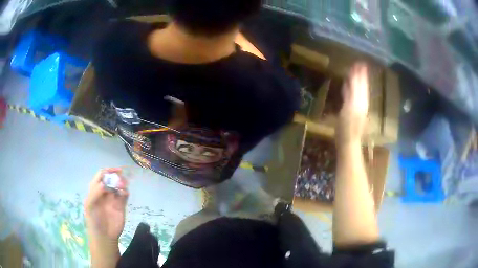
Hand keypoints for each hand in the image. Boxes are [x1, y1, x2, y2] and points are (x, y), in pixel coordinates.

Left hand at [84, 168, 128, 241]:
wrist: (104, 236)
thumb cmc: (93, 220)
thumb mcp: (89, 206)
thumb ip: (94, 193)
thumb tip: (104, 184)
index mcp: (95, 189)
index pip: (101, 175)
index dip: (108, 171)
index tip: (115, 170)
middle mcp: (104, 192)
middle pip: (111, 179)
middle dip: (116, 177)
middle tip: (121, 180)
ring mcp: (113, 199)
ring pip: (119, 186)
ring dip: (122, 183)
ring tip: (123, 187)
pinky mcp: (121, 206)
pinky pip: (124, 195)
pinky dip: (125, 192)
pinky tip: (124, 193)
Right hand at [336, 63, 369, 144]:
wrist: (349, 142)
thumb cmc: (345, 129)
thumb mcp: (345, 111)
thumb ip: (348, 96)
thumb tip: (349, 82)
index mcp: (358, 101)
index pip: (359, 84)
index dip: (358, 74)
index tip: (358, 63)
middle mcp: (361, 102)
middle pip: (361, 86)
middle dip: (360, 75)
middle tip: (360, 63)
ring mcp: (360, 106)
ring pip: (361, 90)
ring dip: (360, 80)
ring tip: (360, 70)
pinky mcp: (357, 111)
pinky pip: (358, 96)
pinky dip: (355, 88)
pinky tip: (352, 85)